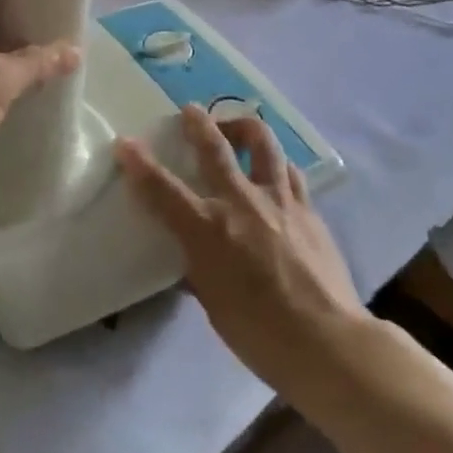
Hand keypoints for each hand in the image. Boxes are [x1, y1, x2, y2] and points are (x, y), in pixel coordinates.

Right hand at [115, 106, 368, 402]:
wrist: (327, 341)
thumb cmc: (258, 332)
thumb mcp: (212, 302)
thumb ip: (198, 266)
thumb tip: (190, 255)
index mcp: (207, 229)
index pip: (162, 188)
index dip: (139, 163)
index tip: (125, 143)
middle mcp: (240, 202)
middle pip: (214, 148)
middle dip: (197, 124)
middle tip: (189, 111)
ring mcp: (278, 201)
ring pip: (262, 144)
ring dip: (243, 128)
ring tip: (236, 128)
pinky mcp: (308, 209)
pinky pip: (290, 172)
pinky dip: (276, 163)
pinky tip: (274, 170)